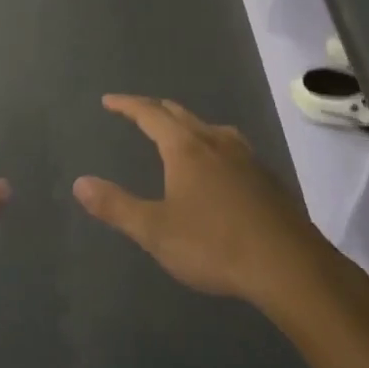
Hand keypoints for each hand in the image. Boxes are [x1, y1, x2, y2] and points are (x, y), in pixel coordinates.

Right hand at [74, 95, 332, 310]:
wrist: (289, 266)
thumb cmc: (215, 245)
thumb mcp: (156, 231)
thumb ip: (116, 206)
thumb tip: (79, 183)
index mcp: (185, 148)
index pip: (150, 114)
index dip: (127, 105)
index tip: (109, 100)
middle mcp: (215, 142)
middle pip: (181, 114)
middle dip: (156, 110)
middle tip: (138, 112)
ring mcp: (246, 158)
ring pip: (210, 128)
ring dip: (188, 125)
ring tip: (180, 135)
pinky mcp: (267, 178)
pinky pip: (231, 148)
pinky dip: (213, 145)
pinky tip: (220, 168)